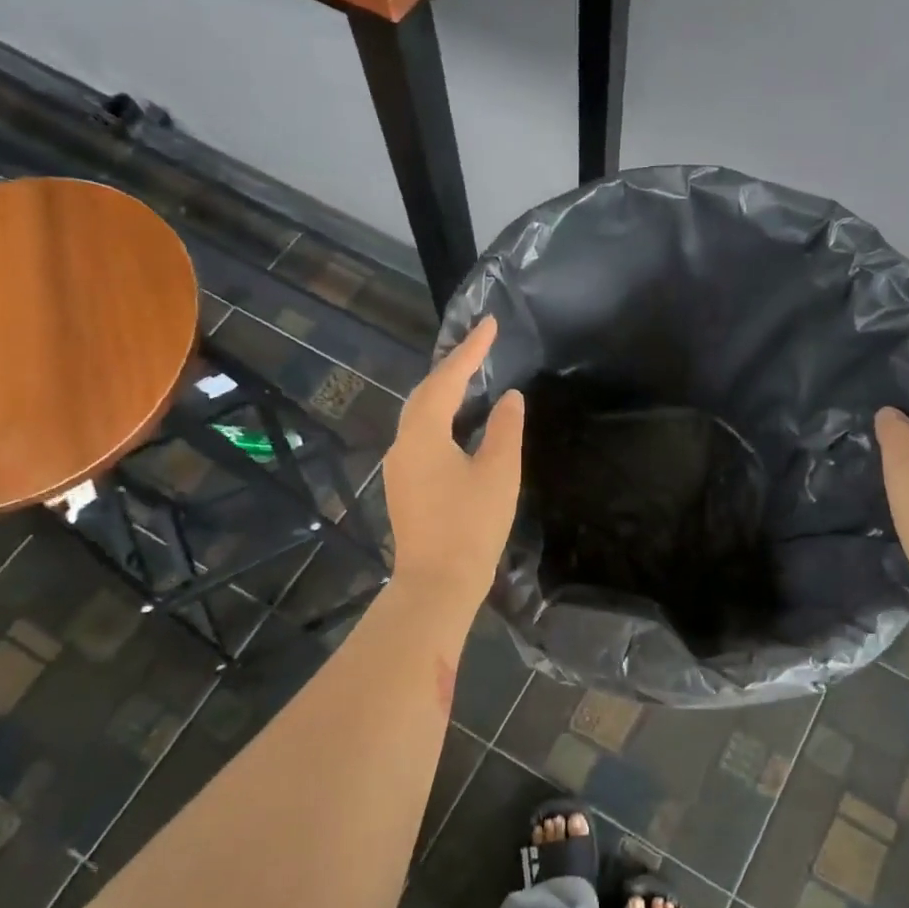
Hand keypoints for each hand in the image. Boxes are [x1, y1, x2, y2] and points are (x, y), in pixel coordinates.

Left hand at [382, 316, 524, 609]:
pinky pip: (422, 438)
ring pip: (421, 417)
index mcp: (424, 433)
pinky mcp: (405, 488)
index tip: (491, 323)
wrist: (437, 583)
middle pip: (426, 394)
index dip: (472, 350)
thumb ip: (504, 428)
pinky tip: (459, 426)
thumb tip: (508, 397)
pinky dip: (442, 420)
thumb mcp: (498, 472)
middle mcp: (403, 443)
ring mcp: (400, 467)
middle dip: (453, 368)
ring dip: (445, 394)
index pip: (448, 379)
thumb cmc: (471, 525)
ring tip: (472, 379)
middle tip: (481, 348)